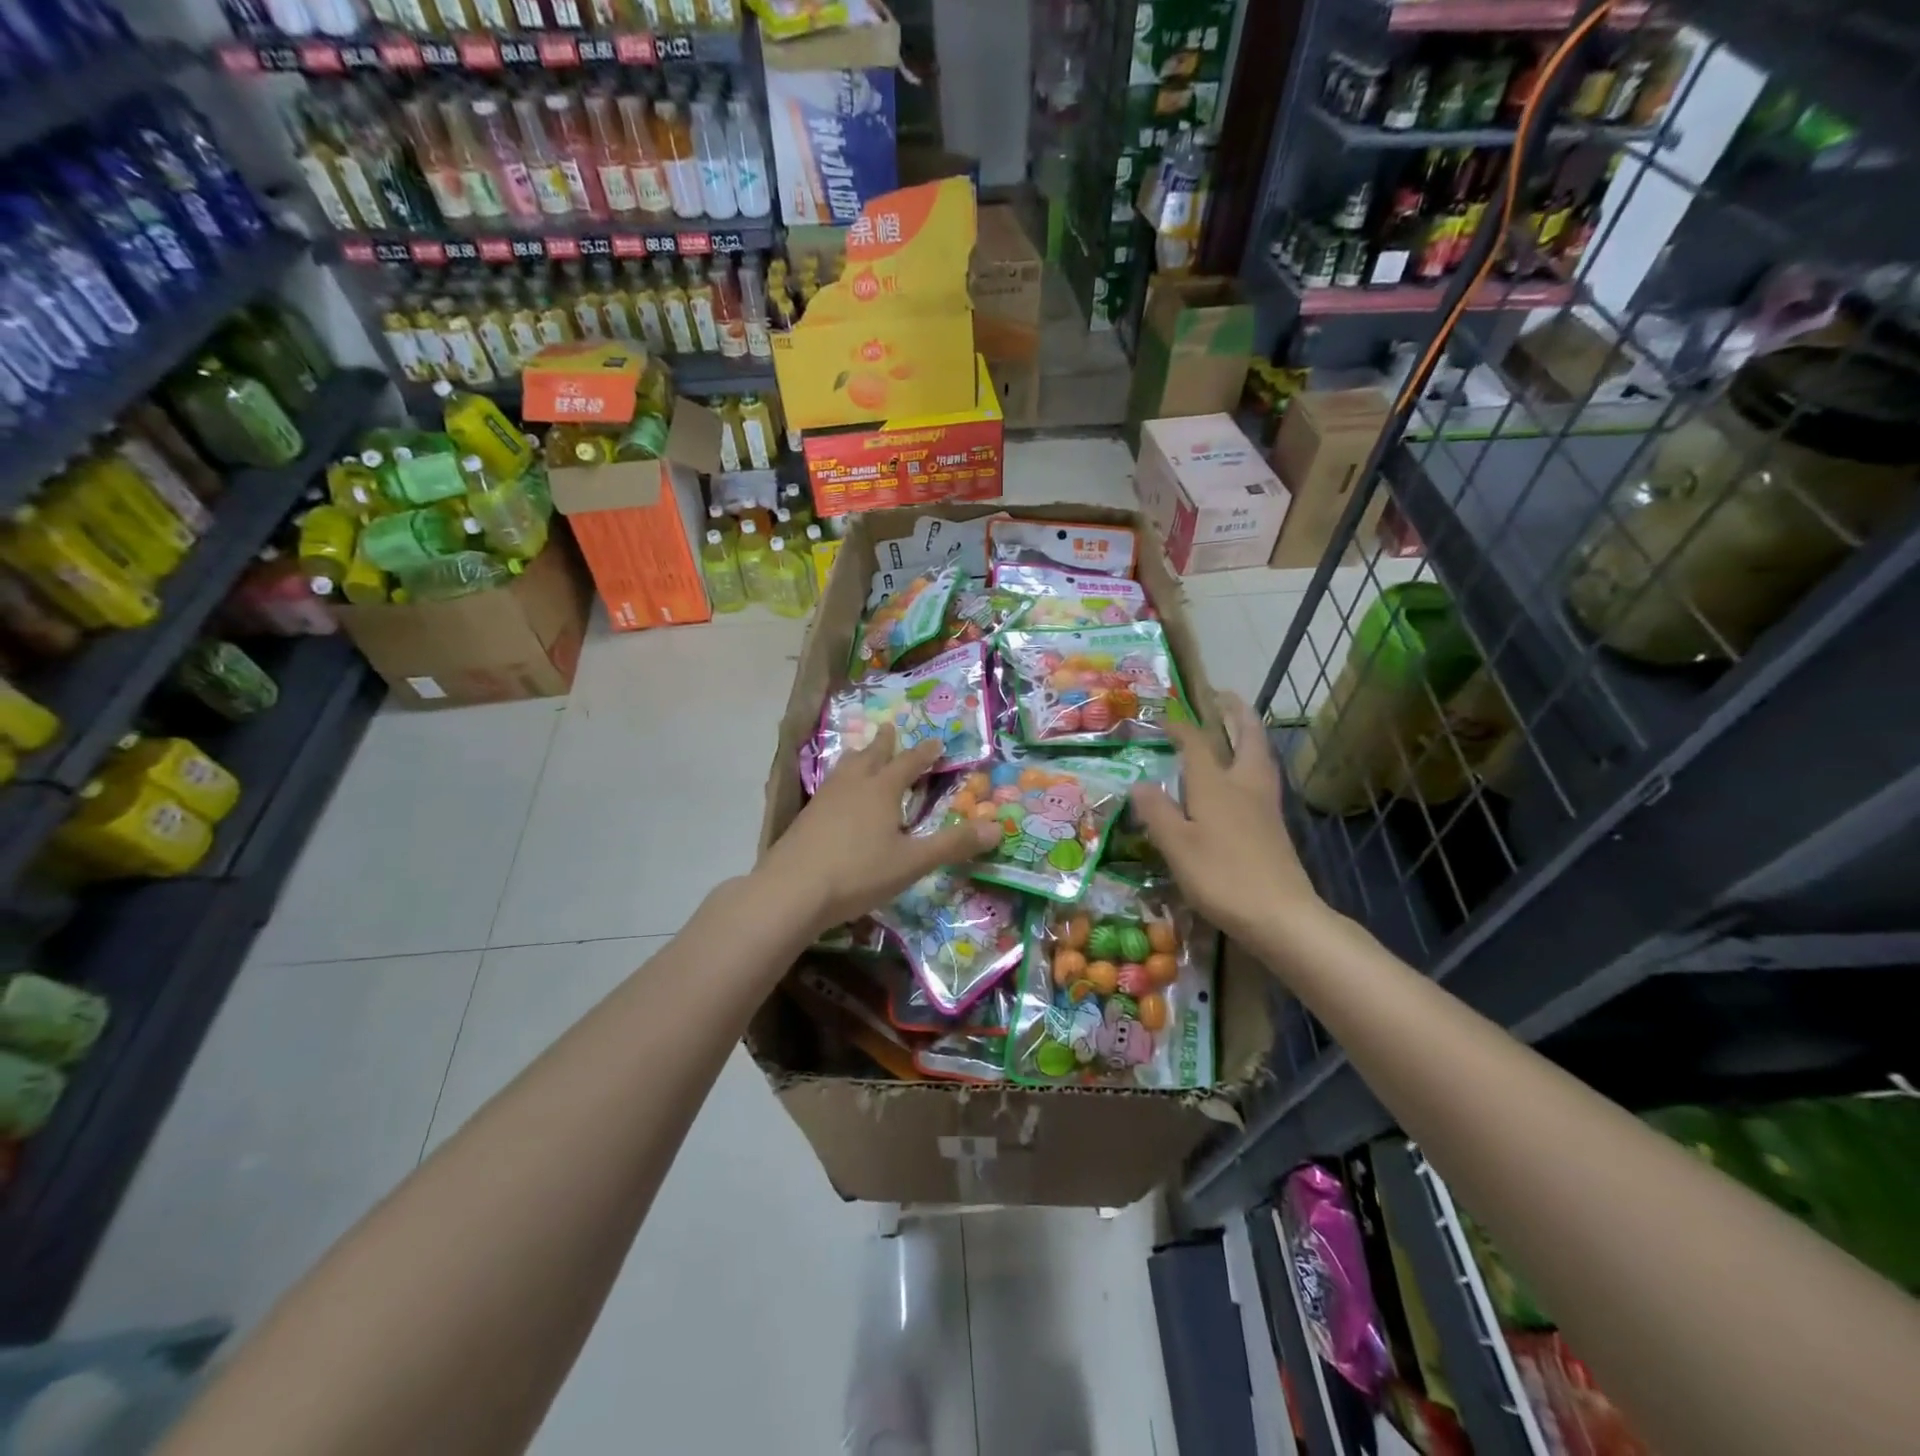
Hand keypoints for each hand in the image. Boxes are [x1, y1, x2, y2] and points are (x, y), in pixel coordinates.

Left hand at [759, 725, 1001, 934]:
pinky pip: (828, 788)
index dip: (924, 754)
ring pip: (845, 769)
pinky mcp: (805, 818)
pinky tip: (835, 796)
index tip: (936, 743)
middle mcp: (853, 786)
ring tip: (860, 754)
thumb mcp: (913, 862)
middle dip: (884, 744)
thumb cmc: (859, 873)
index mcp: (882, 790)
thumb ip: (953, 844)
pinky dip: (839, 781)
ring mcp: (824, 800)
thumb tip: (998, 827)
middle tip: (889, 729)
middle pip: (871, 757)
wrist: (792, 890)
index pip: (908, 764)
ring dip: (858, 758)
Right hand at [1129, 693, 1326, 944]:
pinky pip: (1263, 777)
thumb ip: (1157, 812)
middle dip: (1235, 713)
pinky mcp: (1274, 825)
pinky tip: (1244, 776)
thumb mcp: (1177, 846)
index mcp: (1216, 785)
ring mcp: (1264, 805)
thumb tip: (1139, 783)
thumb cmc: (1222, 877)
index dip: (1180, 727)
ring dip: (1249, 734)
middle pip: (1246, 737)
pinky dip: (1253, 761)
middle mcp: (1244, 785)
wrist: (1281, 915)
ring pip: (1260, 756)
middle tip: (1223, 697)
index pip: (1196, 744)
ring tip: (1236, 726)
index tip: (1164, 718)